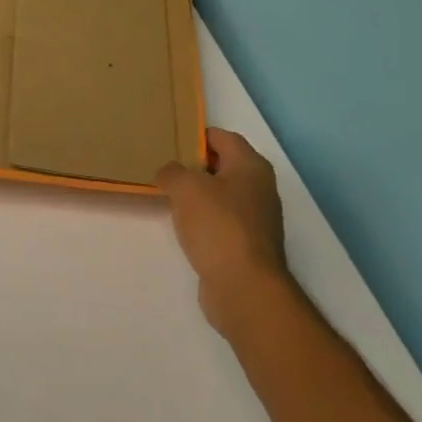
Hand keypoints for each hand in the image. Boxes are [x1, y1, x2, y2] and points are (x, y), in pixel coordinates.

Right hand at [156, 128, 291, 336]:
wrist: (244, 286)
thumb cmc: (218, 226)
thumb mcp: (185, 188)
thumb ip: (172, 172)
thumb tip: (169, 174)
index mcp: (251, 167)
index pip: (223, 137)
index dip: (197, 135)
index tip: (169, 140)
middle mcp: (259, 188)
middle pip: (223, 166)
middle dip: (194, 165)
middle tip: (162, 167)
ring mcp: (256, 219)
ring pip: (221, 195)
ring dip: (197, 194)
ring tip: (167, 195)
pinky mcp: (247, 244)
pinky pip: (220, 220)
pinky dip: (202, 219)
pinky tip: (182, 226)